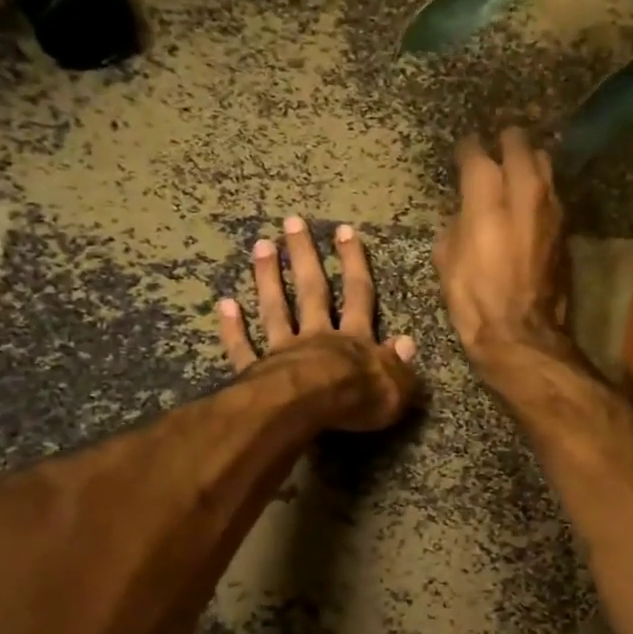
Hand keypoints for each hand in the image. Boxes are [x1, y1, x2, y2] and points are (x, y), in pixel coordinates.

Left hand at [218, 217, 418, 432]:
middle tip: (292, 222)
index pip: (358, 295)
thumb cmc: (356, 400)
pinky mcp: (257, 372)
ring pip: (276, 310)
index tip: (344, 231)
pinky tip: (225, 305)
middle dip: (304, 256)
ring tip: (261, 245)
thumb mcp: (396, 388)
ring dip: (268, 278)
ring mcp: (283, 352)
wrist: (308, 410)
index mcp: (354, 341)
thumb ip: (399, 365)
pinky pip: (243, 349)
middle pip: (312, 291)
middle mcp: (318, 337)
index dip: (354, 264)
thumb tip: (408, 343)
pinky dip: (233, 329)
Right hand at [435, 128, 573, 368]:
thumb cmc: (474, 299)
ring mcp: (550, 208)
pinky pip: (552, 194)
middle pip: (519, 144)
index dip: (467, 149)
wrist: (520, 333)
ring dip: (529, 161)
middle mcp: (523, 192)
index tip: (462, 153)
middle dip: (505, 142)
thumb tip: (465, 212)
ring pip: (544, 164)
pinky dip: (540, 190)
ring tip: (515, 168)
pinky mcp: (564, 228)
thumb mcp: (446, 259)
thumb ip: (455, 223)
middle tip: (494, 149)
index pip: (476, 153)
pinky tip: (528, 200)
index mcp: (486, 197)